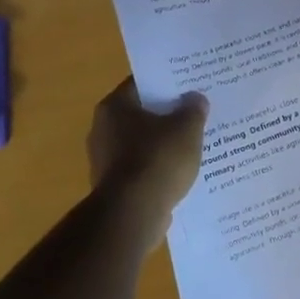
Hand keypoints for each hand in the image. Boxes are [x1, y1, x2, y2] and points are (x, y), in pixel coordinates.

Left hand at [85, 78, 209, 243]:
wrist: (132, 215)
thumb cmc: (157, 160)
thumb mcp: (187, 128)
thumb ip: (193, 109)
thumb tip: (195, 99)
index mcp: (115, 107)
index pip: (142, 84)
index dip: (167, 83)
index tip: (189, 85)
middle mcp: (103, 129)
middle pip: (142, 114)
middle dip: (168, 114)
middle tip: (196, 112)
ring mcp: (105, 160)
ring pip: (143, 143)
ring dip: (164, 144)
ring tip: (195, 143)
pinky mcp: (114, 187)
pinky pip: (142, 169)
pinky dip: (159, 169)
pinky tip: (182, 172)